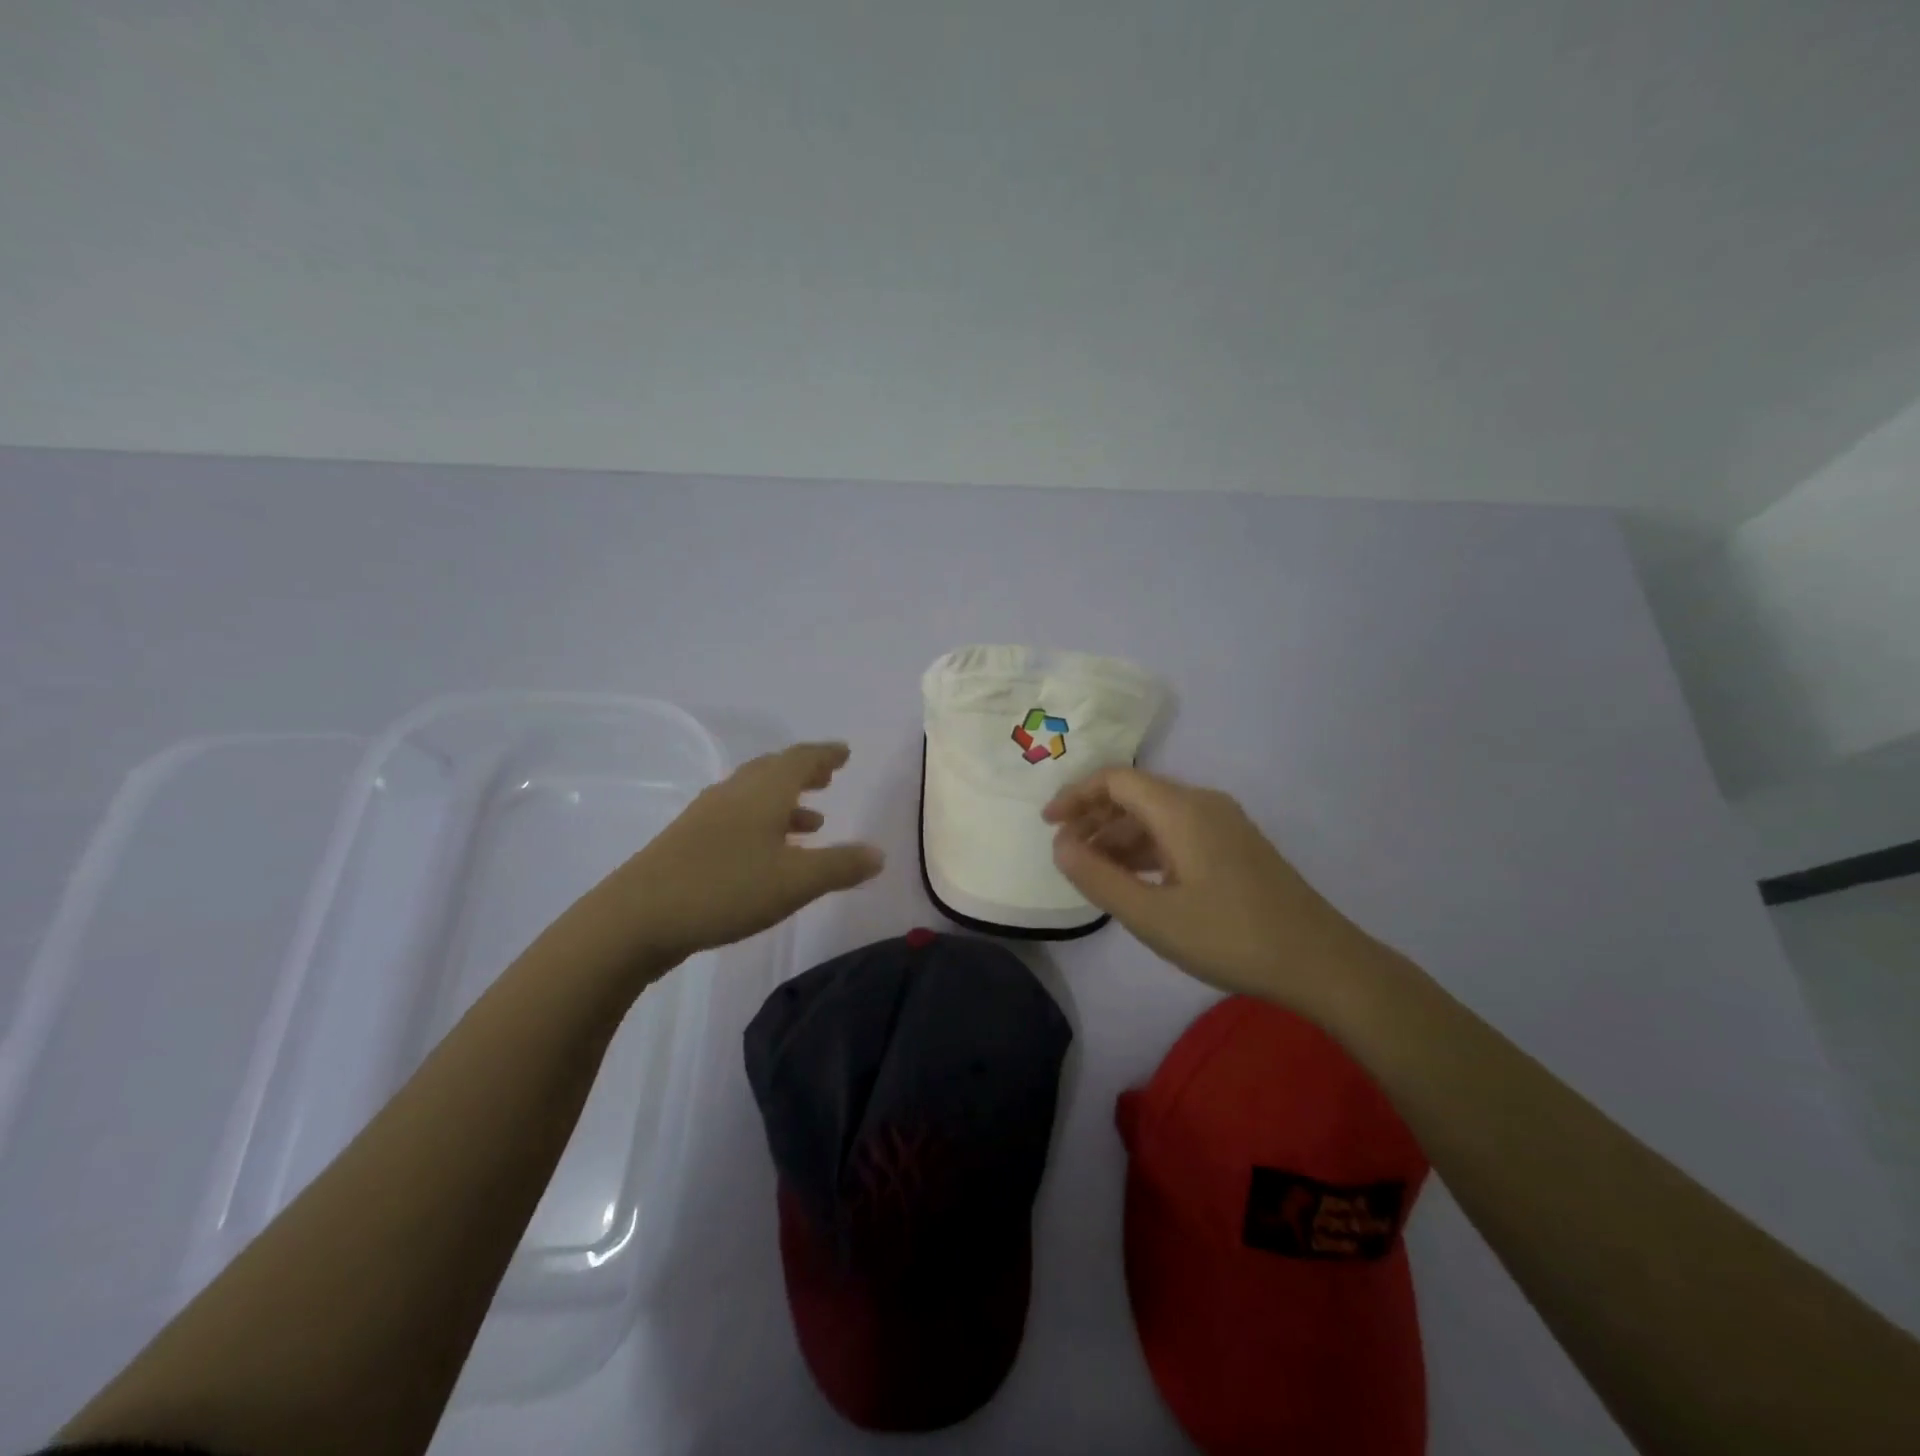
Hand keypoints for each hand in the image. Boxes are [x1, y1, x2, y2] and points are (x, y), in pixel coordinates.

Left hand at [563, 742, 883, 977]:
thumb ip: (841, 866)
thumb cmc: (726, 888)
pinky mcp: (688, 840)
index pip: (800, 759)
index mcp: (763, 792)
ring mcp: (707, 816)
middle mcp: (735, 794)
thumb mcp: (796, 882)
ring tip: (812, 821)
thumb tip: (878, 853)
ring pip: (753, 795)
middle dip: (804, 771)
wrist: (636, 917)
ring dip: (785, 801)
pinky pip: (737, 817)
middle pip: (774, 770)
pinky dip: (762, 822)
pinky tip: (767, 851)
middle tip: (828, 775)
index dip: (825, 754)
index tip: (844, 752)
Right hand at [1044, 766, 1376, 1009]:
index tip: (1048, 823)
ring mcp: (1224, 824)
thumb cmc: (1229, 937)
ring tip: (1093, 870)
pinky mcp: (1236, 847)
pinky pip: (1179, 833)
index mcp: (1181, 809)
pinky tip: (1135, 880)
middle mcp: (1203, 804)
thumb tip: (1060, 845)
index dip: (1076, 795)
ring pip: (1157, 816)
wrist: (1320, 962)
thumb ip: (1098, 877)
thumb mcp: (1151, 915)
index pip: (1115, 780)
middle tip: (1065, 851)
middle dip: (1094, 817)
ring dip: (1120, 836)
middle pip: (1135, 794)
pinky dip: (1147, 849)